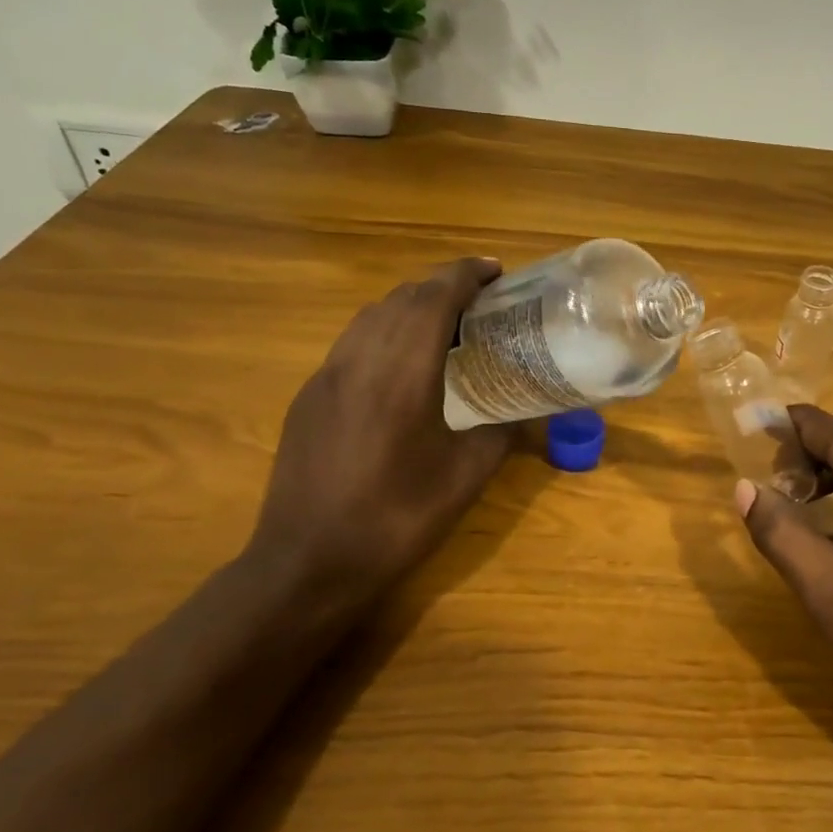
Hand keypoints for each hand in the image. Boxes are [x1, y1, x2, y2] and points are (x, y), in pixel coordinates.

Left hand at [244, 258, 515, 614]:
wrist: (309, 561)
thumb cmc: (397, 519)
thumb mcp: (466, 479)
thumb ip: (499, 436)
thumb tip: (524, 416)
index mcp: (402, 374)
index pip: (434, 299)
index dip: (465, 275)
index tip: (495, 270)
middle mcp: (359, 360)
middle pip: (401, 297)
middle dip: (441, 284)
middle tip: (480, 296)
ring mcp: (326, 376)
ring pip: (371, 316)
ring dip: (410, 304)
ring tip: (444, 320)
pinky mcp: (308, 396)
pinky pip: (352, 342)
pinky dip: (385, 330)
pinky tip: (401, 360)